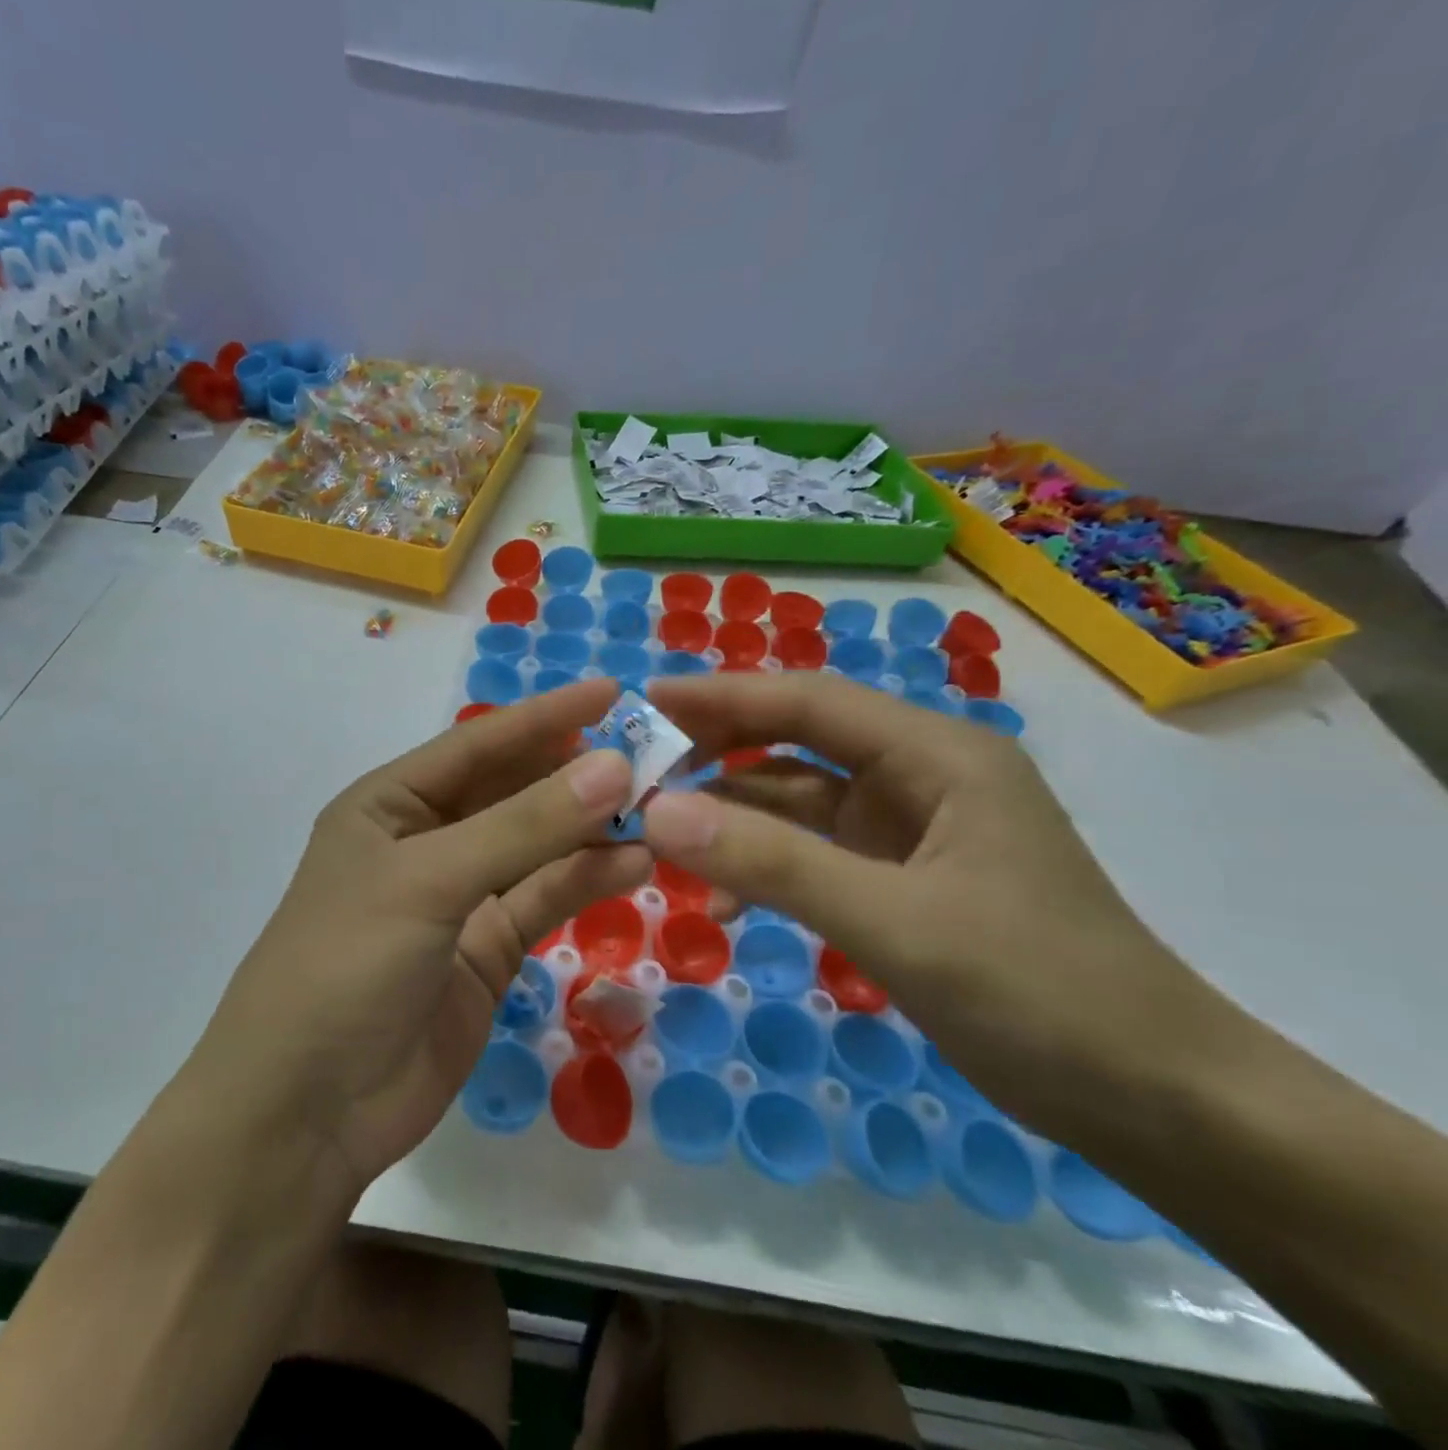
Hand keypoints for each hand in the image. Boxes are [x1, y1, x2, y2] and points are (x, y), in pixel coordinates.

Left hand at [184, 679, 648, 1198]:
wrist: (304, 1114)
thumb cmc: (344, 966)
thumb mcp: (429, 882)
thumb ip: (524, 827)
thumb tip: (614, 767)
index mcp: (389, 805)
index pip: (477, 746)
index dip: (543, 718)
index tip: (611, 692)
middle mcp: (425, 842)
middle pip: (511, 793)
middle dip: (574, 774)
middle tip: (651, 754)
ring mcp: (458, 899)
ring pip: (535, 849)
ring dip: (589, 829)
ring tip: (658, 807)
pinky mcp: (486, 952)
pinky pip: (542, 901)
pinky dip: (585, 881)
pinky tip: (633, 862)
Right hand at [639, 671, 1222, 1138]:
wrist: (1158, 1103)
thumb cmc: (1039, 993)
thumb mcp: (894, 922)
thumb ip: (772, 862)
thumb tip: (658, 812)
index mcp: (937, 755)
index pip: (808, 701)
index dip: (723, 695)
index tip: (646, 702)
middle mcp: (921, 776)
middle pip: (797, 744)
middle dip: (717, 755)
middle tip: (640, 774)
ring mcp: (911, 831)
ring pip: (798, 803)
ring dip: (734, 819)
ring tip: (663, 842)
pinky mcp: (902, 879)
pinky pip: (813, 854)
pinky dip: (765, 867)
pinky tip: (726, 904)